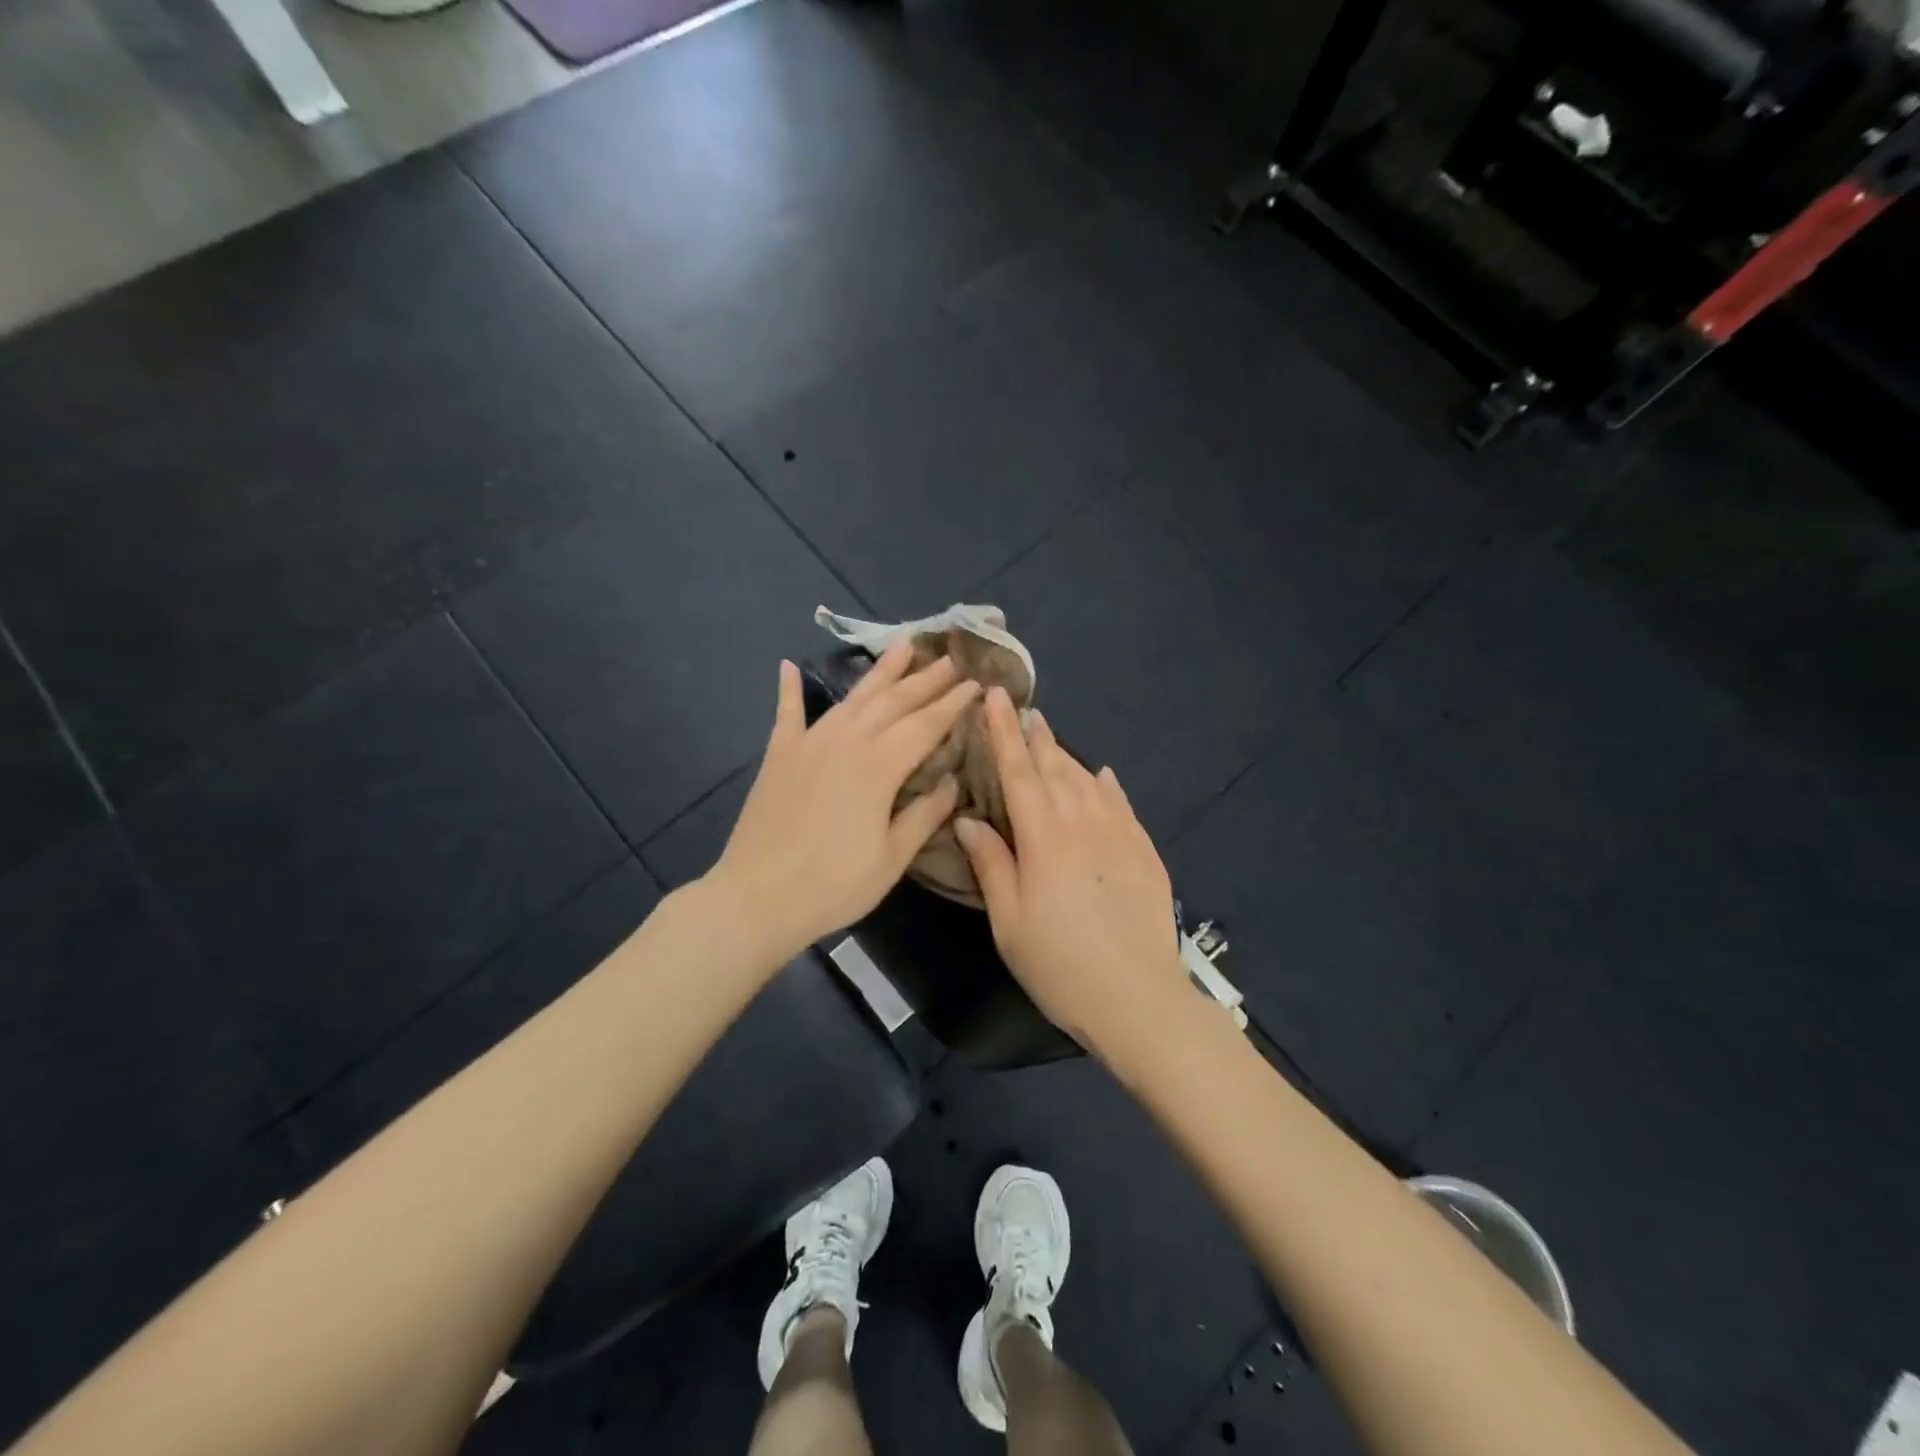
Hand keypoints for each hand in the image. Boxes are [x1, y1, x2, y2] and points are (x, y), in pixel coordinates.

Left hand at [711, 643, 980, 959]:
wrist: (757, 898)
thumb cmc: (833, 885)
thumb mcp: (892, 858)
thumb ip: (924, 814)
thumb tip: (951, 782)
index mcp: (879, 766)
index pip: (926, 725)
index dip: (953, 703)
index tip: (976, 683)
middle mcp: (846, 742)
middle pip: (894, 701)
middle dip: (926, 678)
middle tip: (951, 658)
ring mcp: (809, 743)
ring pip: (852, 697)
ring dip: (880, 671)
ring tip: (903, 645)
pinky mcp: (778, 755)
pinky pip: (787, 713)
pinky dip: (788, 688)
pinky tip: (787, 664)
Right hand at [953, 687, 1194, 1063]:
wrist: (1138, 999)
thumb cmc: (1060, 965)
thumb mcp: (1009, 922)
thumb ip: (990, 864)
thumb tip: (968, 819)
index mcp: (1044, 839)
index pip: (1018, 773)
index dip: (1003, 733)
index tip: (995, 697)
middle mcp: (1083, 824)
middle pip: (1055, 769)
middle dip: (1036, 737)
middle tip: (1025, 710)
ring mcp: (1120, 836)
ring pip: (1088, 782)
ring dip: (1066, 757)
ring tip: (1052, 740)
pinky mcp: (1144, 853)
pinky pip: (1122, 805)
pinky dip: (1107, 785)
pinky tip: (1101, 776)